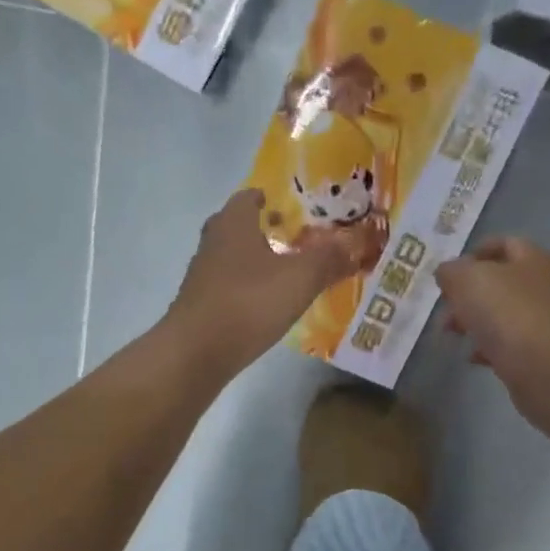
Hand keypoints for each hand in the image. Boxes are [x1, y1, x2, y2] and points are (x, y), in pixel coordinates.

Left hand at [164, 189, 359, 379]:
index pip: (248, 197)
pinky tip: (265, 306)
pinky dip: (246, 289)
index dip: (271, 198)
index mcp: (233, 224)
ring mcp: (201, 276)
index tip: (294, 208)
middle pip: (237, 226)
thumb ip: (329, 258)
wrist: (195, 353)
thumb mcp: (300, 278)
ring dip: (255, 260)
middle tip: (293, 238)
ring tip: (285, 273)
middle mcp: (212, 243)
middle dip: (263, 229)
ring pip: (231, 258)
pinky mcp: (199, 306)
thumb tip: (354, 243)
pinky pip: (228, 287)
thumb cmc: (248, 304)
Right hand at [435, 237, 549, 422]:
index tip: (450, 271)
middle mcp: (543, 285)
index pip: (504, 243)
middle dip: (467, 293)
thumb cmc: (507, 313)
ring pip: (501, 313)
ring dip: (473, 320)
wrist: (546, 369)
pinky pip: (509, 343)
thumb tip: (448, 273)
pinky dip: (488, 346)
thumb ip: (451, 271)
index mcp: (532, 259)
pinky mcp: (541, 352)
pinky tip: (472, 357)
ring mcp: (545, 320)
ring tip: (451, 333)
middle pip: (500, 281)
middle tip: (444, 306)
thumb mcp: (467, 280)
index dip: (475, 252)